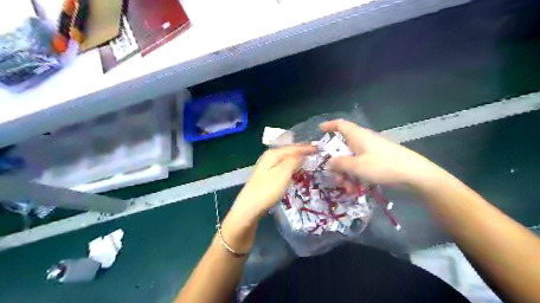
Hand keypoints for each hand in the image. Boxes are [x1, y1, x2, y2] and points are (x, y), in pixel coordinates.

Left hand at [234, 145, 317, 219]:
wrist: (250, 207)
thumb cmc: (268, 190)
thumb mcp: (283, 173)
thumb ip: (294, 161)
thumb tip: (303, 154)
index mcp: (273, 154)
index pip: (293, 147)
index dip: (306, 148)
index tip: (319, 148)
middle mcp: (269, 157)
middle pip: (289, 151)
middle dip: (302, 151)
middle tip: (316, 152)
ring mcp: (267, 166)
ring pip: (286, 159)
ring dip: (297, 158)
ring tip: (309, 159)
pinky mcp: (267, 176)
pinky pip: (283, 166)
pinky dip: (292, 166)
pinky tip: (296, 169)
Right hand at [318, 118, 444, 186]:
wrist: (414, 175)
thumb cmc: (383, 166)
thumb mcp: (357, 166)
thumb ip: (339, 164)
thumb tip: (328, 163)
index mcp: (357, 136)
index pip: (340, 124)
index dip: (329, 126)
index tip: (319, 131)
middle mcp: (362, 141)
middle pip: (342, 148)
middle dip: (335, 163)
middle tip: (333, 175)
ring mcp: (370, 151)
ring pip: (350, 160)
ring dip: (345, 173)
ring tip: (347, 188)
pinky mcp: (377, 161)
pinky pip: (360, 167)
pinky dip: (355, 176)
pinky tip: (356, 189)